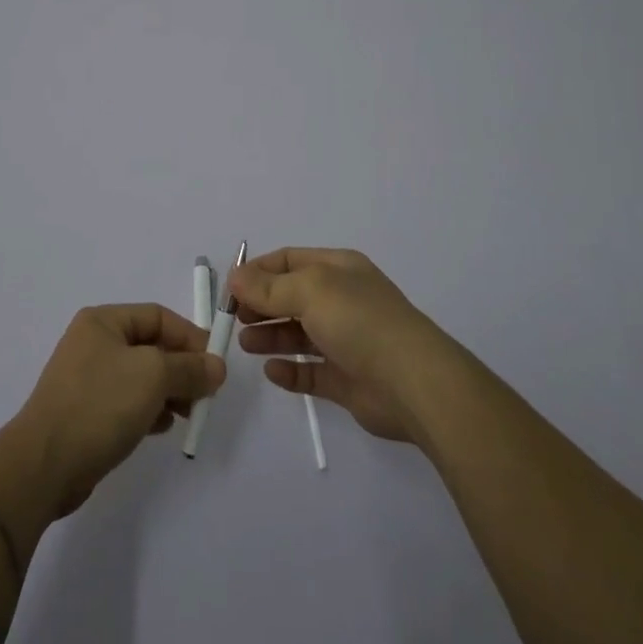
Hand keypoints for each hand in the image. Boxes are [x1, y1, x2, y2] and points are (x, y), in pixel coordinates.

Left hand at [10, 304, 225, 516]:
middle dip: (181, 368)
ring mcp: (88, 378)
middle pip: (151, 346)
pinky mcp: (86, 411)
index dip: (190, 337)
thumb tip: (217, 366)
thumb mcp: (153, 376)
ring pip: (141, 376)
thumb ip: (189, 368)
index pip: (158, 316)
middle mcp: (94, 342)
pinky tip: (162, 427)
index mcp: (103, 321)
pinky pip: (127, 401)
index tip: (214, 365)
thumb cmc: (100, 404)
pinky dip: (149, 410)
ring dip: (169, 392)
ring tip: (188, 414)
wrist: (44, 464)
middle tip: (206, 395)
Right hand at [231, 248, 462, 443]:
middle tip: (234, 319)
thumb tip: (235, 276)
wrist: (413, 382)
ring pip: (298, 334)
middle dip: (260, 305)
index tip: (229, 288)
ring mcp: (346, 341)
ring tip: (245, 344)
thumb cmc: (359, 321)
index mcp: (338, 269)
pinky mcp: (347, 379)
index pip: (289, 261)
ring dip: (270, 336)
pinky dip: (289, 371)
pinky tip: (271, 372)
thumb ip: (269, 286)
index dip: (257, 271)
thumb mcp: (310, 290)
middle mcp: (342, 300)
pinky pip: (310, 372)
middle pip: (291, 297)